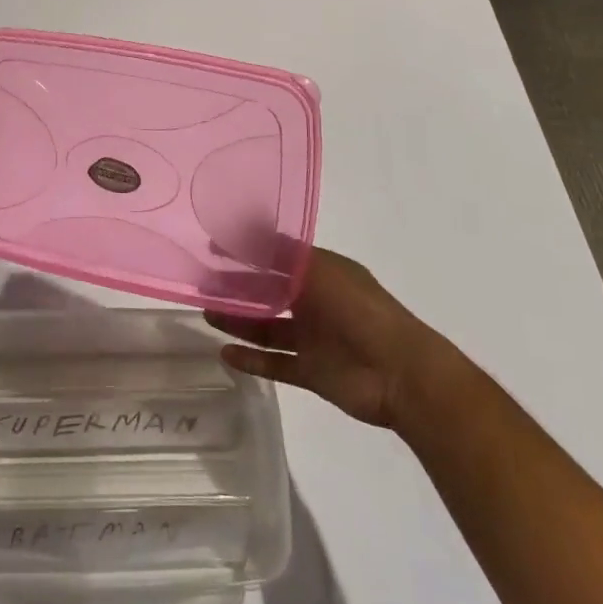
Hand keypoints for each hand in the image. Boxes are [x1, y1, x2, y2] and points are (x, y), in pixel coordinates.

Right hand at [207, 249, 441, 428]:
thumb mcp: (318, 269)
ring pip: (268, 326)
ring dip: (239, 321)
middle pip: (269, 292)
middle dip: (239, 288)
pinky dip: (252, 360)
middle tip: (203, 285)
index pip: (277, 256)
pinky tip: (225, 354)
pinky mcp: (311, 371)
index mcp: (321, 271)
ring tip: (207, 315)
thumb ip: (280, 252)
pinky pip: (276, 363)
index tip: (214, 249)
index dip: (247, 252)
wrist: (399, 373)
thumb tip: (245, 230)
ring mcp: (313, 338)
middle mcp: (315, 301)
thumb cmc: (358, 309)